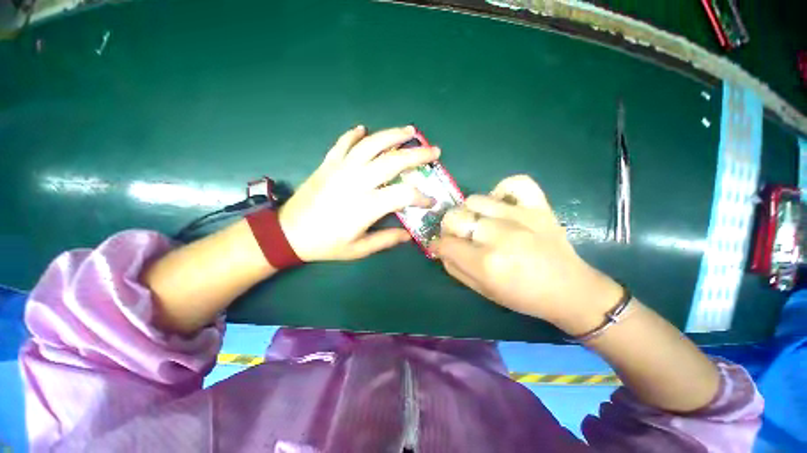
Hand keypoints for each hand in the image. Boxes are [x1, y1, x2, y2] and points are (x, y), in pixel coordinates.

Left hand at [279, 125, 438, 261]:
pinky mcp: (328, 163)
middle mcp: (357, 181)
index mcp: (367, 205)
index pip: (404, 195)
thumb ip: (385, 240)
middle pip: (393, 161)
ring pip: (371, 144)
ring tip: (409, 131)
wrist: (288, 233)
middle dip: (418, 154)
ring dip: (393, 135)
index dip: (421, 197)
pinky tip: (363, 130)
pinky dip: (355, 134)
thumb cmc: (325, 244)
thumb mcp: (358, 249)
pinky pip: (343, 143)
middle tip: (433, 151)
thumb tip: (408, 236)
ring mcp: (341, 168)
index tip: (430, 201)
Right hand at [431, 175, 621, 333]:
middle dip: (448, 228)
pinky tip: (500, 203)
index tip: (440, 247)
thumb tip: (440, 249)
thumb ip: (455, 269)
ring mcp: (520, 217)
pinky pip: (515, 183)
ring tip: (478, 222)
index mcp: (486, 263)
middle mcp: (499, 236)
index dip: (437, 246)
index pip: (445, 244)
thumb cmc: (524, 297)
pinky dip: (502, 189)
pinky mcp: (539, 207)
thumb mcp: (483, 291)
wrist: (570, 290)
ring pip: (475, 200)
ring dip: (469, 212)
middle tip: (457, 235)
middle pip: (455, 217)